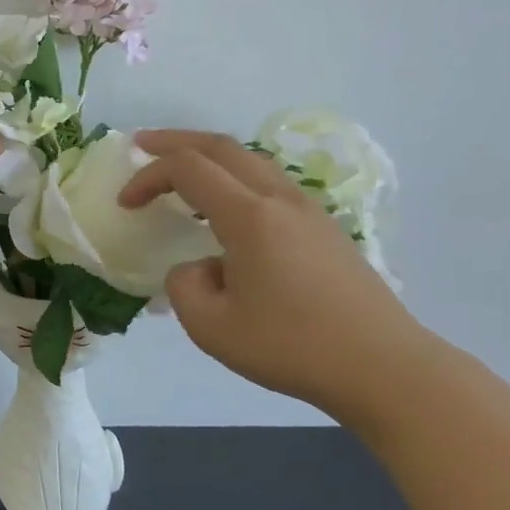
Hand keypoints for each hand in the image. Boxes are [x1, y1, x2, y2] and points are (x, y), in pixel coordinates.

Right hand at [120, 130, 439, 416]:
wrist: (384, 367)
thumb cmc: (292, 346)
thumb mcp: (211, 327)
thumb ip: (185, 286)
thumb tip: (199, 268)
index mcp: (250, 216)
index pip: (188, 170)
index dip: (148, 177)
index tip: (125, 203)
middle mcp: (279, 199)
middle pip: (222, 146)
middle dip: (176, 141)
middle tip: (142, 146)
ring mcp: (308, 210)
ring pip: (251, 160)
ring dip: (209, 157)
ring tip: (181, 172)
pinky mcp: (324, 228)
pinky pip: (269, 183)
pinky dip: (234, 178)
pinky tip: (226, 208)